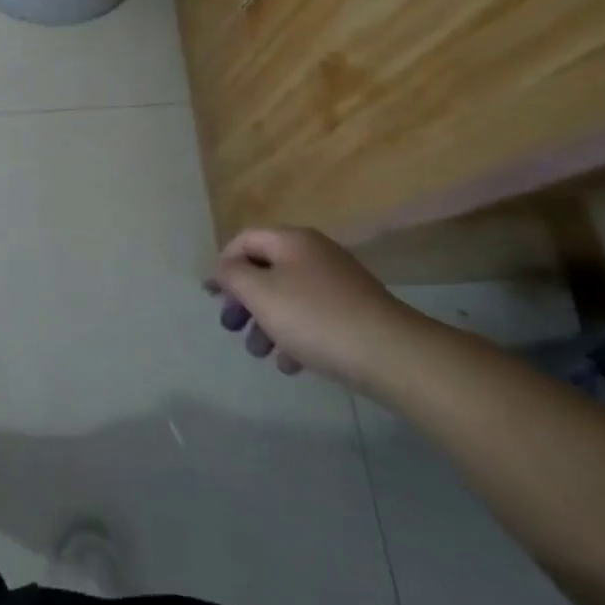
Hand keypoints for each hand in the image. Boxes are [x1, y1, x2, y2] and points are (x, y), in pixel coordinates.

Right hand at [205, 227, 428, 391]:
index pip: (244, 240)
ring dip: (266, 323)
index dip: (222, 264)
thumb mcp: (260, 293)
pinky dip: (295, 336)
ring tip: (259, 352)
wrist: (392, 355)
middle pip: (265, 270)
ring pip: (288, 297)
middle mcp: (315, 254)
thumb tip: (225, 267)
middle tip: (231, 326)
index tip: (212, 296)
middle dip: (243, 300)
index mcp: (292, 241)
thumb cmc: (315, 318)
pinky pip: (313, 318)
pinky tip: (291, 364)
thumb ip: (232, 275)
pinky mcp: (355, 314)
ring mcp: (339, 284)